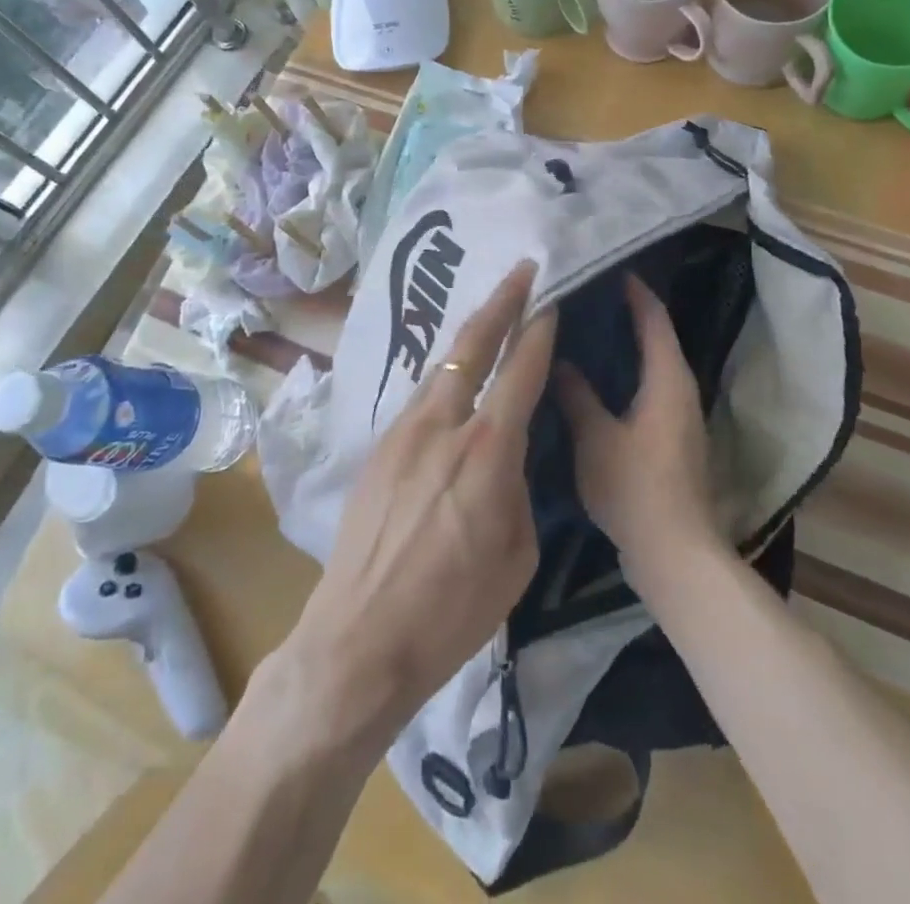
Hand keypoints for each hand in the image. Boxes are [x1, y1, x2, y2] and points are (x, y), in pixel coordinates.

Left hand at [274, 262, 554, 754]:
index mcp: (487, 451)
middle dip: (501, 301)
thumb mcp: (516, 554)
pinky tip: (453, 378)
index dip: (538, 329)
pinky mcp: (378, 447)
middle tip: (521, 270)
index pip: (520, 371)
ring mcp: (403, 431)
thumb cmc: (453, 610)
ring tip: (490, 314)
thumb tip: (509, 457)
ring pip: (441, 365)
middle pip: (472, 344)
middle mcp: (442, 424)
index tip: (550, 298)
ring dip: (469, 335)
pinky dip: (444, 374)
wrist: (360, 640)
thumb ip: (518, 488)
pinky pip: (420, 396)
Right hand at [555, 274, 721, 590]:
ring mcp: (679, 416)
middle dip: (627, 314)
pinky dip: (627, 374)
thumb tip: (560, 361)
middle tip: (586, 297)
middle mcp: (681, 389)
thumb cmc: (635, 487)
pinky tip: (596, 381)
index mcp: (667, 378)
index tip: (607, 269)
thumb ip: (576, 396)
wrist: (674, 553)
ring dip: (626, 346)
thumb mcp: (595, 438)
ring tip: (586, 331)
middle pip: (657, 337)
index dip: (634, 292)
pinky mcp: (672, 439)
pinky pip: (649, 389)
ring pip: (653, 365)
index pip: (654, 319)